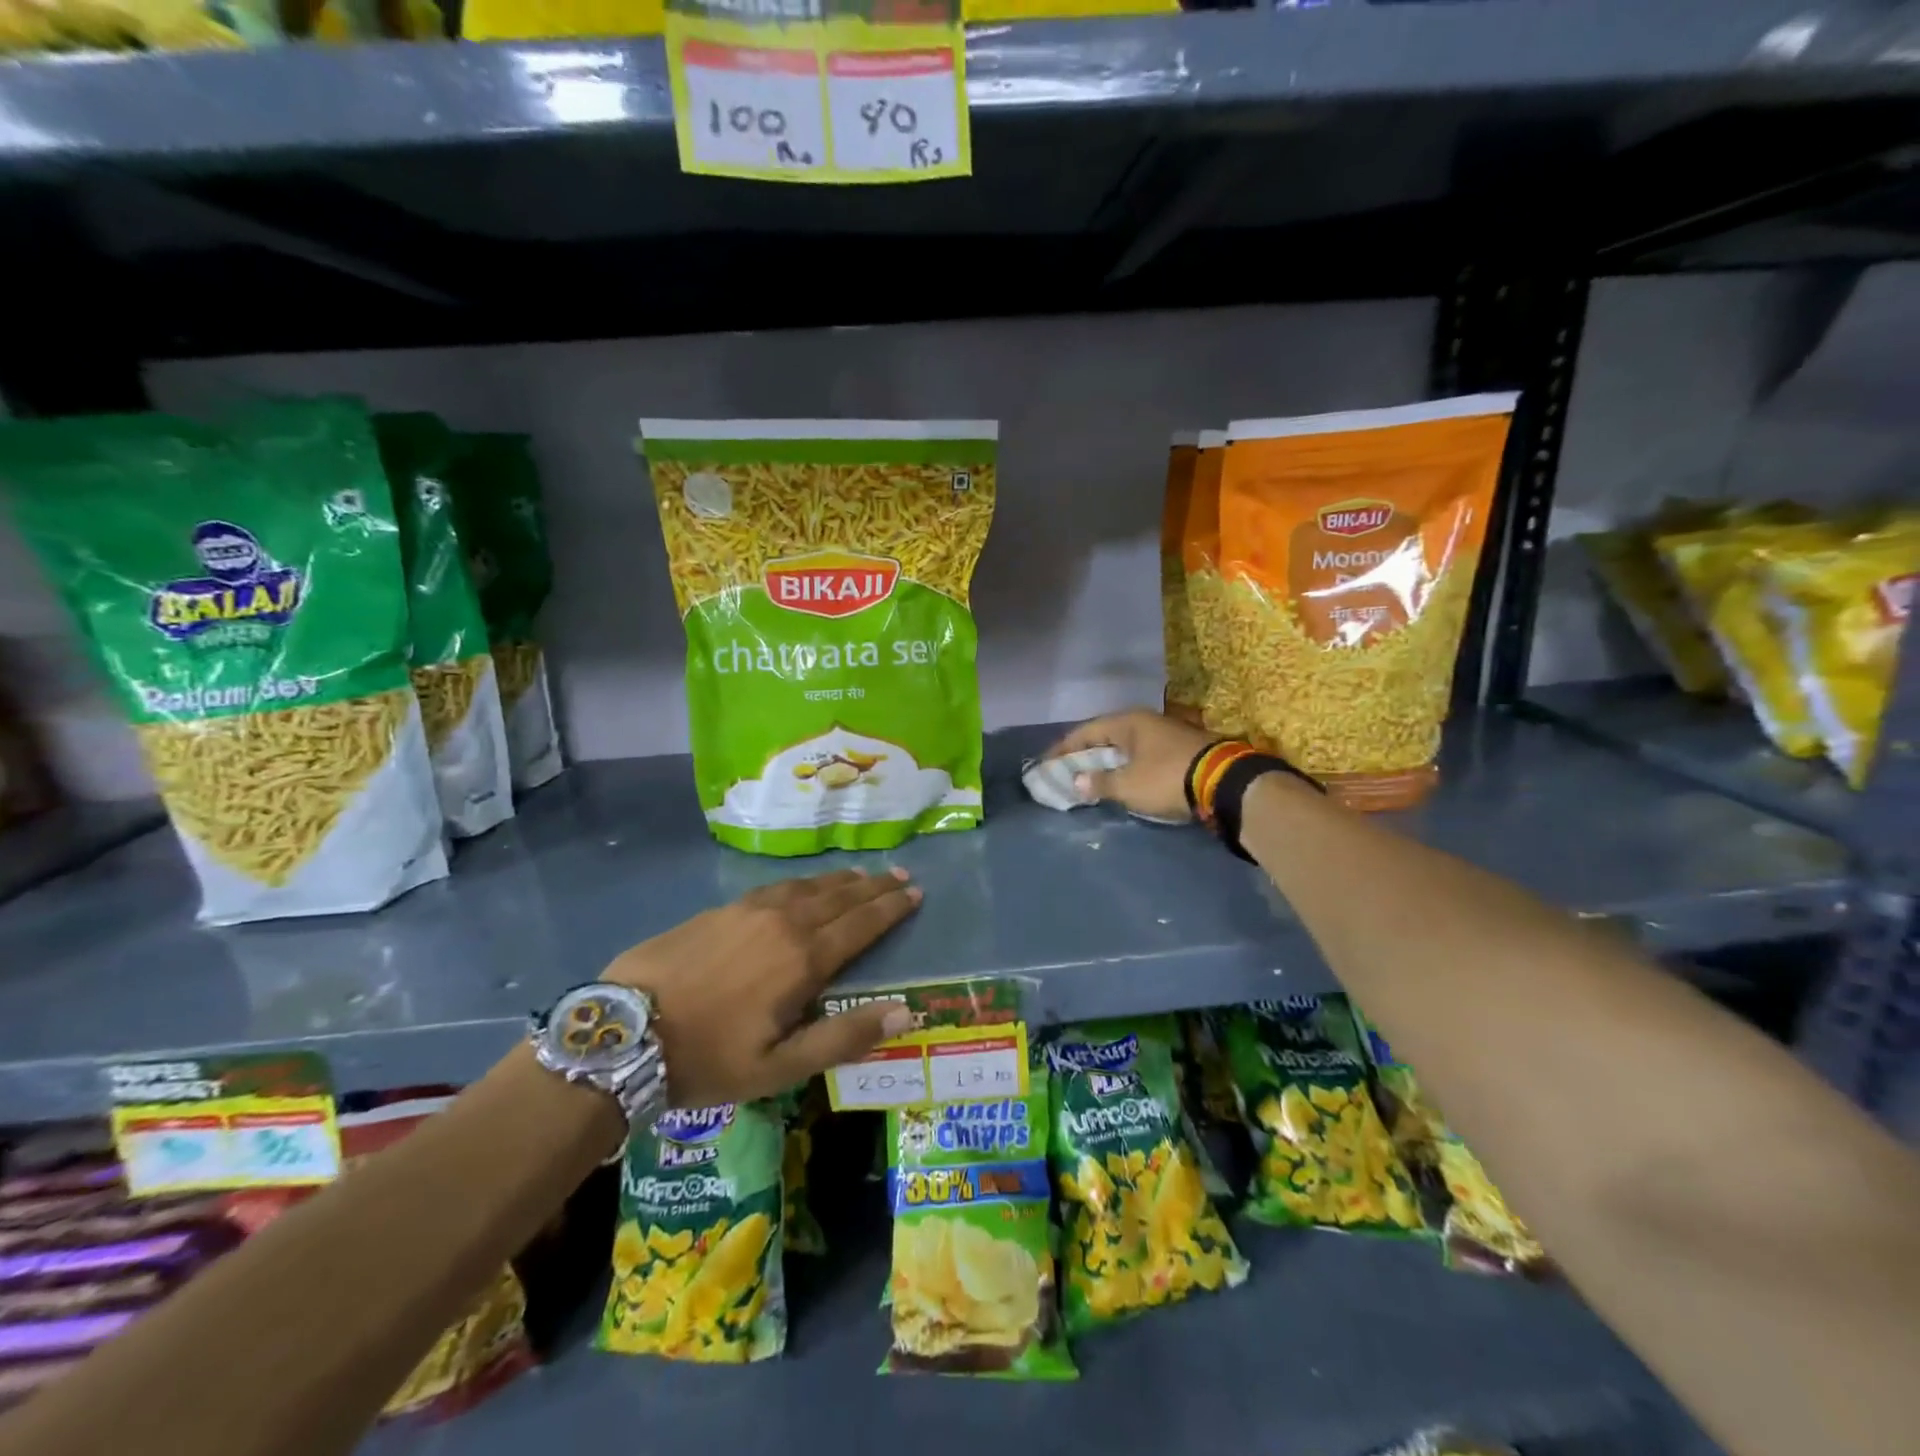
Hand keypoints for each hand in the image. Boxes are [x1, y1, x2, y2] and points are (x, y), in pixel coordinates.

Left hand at [602, 868, 919, 1107]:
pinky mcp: (722, 909)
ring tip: (863, 874)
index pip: (861, 925)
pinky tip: (806, 885)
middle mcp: (784, 923)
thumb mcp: (779, 1067)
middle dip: (874, 886)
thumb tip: (904, 1012)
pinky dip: (805, 882)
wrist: (624, 1031)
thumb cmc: (708, 1058)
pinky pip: (778, 887)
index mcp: (803, 959)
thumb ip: (843, 1037)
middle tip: (900, 873)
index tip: (915, 892)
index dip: (891, 908)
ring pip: (809, 887)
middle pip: (840, 898)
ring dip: (841, 880)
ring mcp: (750, 911)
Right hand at [1045, 709, 1215, 821]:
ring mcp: (1165, 733)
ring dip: (1107, 761)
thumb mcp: (1128, 785)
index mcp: (1128, 722)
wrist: (1224, 782)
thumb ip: (1099, 783)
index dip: (1063, 748)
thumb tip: (1076, 781)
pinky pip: (1142, 754)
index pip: (1085, 731)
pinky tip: (1123, 779)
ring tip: (1091, 777)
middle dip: (1085, 754)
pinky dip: (1126, 766)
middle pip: (1105, 736)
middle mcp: (1145, 721)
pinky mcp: (1181, 749)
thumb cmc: (1167, 778)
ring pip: (1125, 745)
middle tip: (1067, 770)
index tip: (1046, 763)